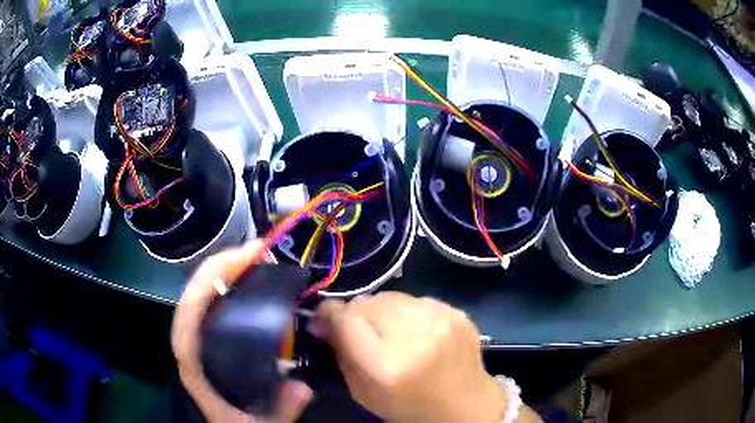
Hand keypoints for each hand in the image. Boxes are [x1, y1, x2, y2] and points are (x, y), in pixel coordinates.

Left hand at [172, 240, 312, 422]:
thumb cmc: (237, 422)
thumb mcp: (259, 422)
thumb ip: (279, 409)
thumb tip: (302, 387)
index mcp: (193, 361)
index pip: (189, 311)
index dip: (209, 280)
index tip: (242, 260)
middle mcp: (192, 342)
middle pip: (196, 294)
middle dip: (222, 266)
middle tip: (258, 250)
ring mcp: (202, 337)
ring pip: (204, 295)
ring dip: (225, 271)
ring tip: (256, 257)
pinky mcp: (213, 337)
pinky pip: (216, 304)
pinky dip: (230, 286)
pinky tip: (252, 280)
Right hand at [315, 292, 506, 422]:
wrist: (464, 404)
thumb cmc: (408, 405)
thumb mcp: (362, 391)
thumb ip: (340, 353)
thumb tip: (322, 321)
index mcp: (386, 364)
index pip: (346, 317)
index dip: (329, 313)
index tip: (324, 319)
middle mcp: (414, 335)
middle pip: (367, 302)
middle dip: (356, 314)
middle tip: (362, 331)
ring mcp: (440, 319)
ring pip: (391, 296)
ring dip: (383, 311)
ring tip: (392, 332)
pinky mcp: (456, 311)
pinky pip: (416, 299)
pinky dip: (409, 312)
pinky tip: (417, 332)